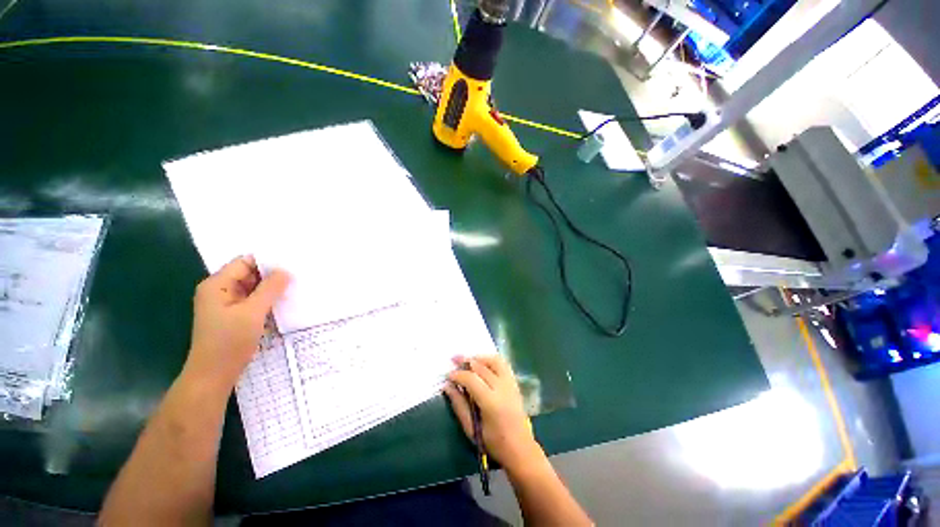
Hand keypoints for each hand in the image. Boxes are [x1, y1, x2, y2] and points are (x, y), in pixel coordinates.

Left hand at [185, 255, 289, 391]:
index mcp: (217, 285)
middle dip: (271, 275)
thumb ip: (270, 289)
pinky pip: (253, 300)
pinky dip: (267, 299)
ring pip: (253, 288)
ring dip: (271, 288)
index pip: (244, 262)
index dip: (267, 262)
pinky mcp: (234, 315)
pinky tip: (284, 301)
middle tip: (298, 275)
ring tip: (295, 286)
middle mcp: (219, 290)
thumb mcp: (253, 312)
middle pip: (249, 274)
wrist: (214, 375)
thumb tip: (285, 270)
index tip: (292, 263)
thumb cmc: (229, 341)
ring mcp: (226, 303)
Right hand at [444, 355, 542, 472]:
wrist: (520, 448)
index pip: (471, 379)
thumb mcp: (471, 429)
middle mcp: (502, 388)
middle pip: (481, 367)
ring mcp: (510, 383)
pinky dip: (491, 360)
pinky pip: (503, 364)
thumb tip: (447, 386)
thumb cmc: (493, 443)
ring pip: (494, 361)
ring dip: (479, 357)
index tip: (448, 375)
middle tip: (454, 360)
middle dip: (466, 361)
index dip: (458, 374)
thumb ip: (459, 405)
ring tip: (468, 359)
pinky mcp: (514, 383)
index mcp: (491, 402)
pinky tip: (482, 362)